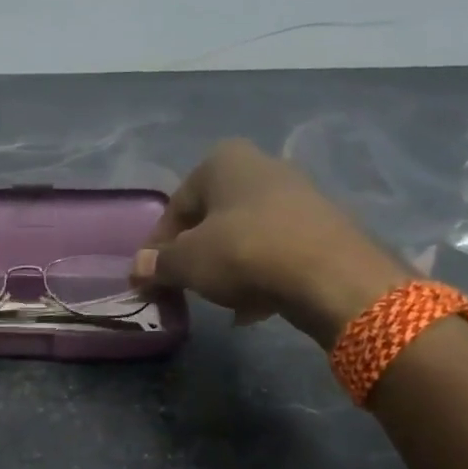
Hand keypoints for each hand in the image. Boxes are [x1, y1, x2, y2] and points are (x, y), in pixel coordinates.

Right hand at [131, 139, 407, 345]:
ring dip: (226, 265)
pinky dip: (259, 274)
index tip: (152, 277)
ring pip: (245, 234)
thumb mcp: (187, 262)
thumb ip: (158, 264)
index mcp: (223, 161)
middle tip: (184, 285)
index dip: (158, 245)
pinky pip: (276, 250)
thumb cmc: (244, 253)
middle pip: (212, 217)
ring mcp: (298, 194)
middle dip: (196, 253)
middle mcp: (261, 166)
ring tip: (218, 298)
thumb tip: (137, 269)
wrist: (330, 275)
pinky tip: (252, 307)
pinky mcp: (323, 225)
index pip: (176, 205)